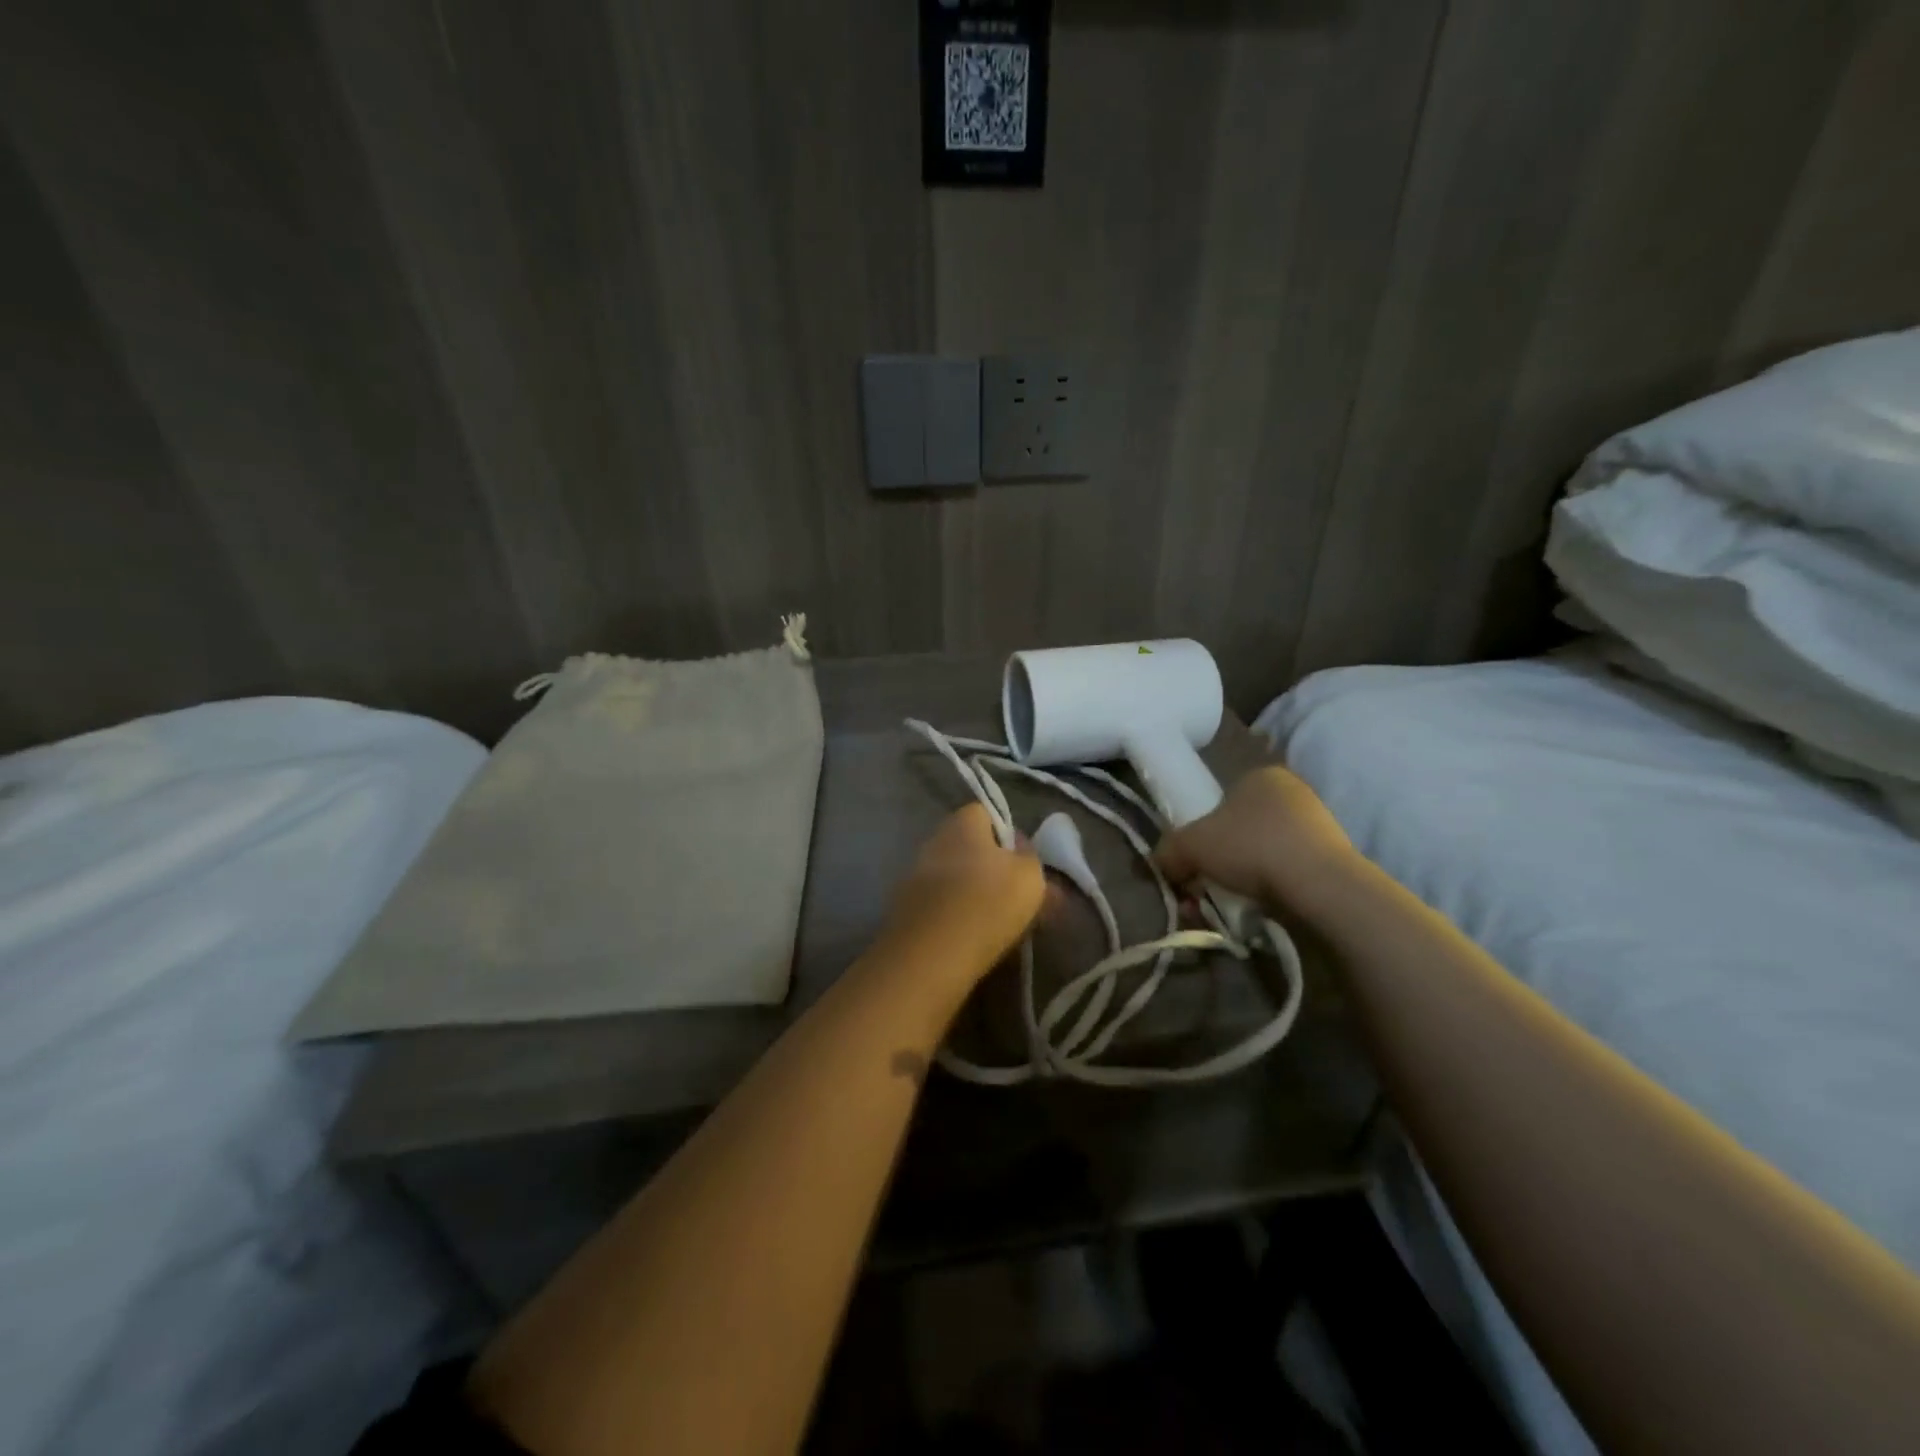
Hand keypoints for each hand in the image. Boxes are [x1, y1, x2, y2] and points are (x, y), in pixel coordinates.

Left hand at [882, 804, 1045, 982]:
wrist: (931, 954)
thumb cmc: (988, 903)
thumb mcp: (1030, 876)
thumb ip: (1030, 857)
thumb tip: (1020, 849)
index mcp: (962, 822)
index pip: (987, 813)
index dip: (1007, 835)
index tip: (1023, 863)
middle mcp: (934, 840)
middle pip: (970, 847)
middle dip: (992, 868)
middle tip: (1016, 897)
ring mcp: (915, 874)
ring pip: (956, 878)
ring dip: (975, 894)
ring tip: (1000, 924)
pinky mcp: (906, 908)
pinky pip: (942, 904)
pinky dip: (956, 916)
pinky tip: (973, 938)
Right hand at [1154, 766, 1360, 913]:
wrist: (1319, 886)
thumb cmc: (1250, 847)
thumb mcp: (1190, 845)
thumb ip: (1168, 851)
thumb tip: (1160, 863)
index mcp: (1261, 775)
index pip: (1221, 799)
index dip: (1201, 831)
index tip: (1193, 860)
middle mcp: (1292, 793)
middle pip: (1240, 829)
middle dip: (1219, 861)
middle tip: (1203, 888)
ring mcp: (1317, 825)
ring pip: (1262, 854)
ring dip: (1240, 879)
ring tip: (1226, 906)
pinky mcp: (1333, 859)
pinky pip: (1287, 872)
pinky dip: (1269, 889)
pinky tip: (1257, 909)